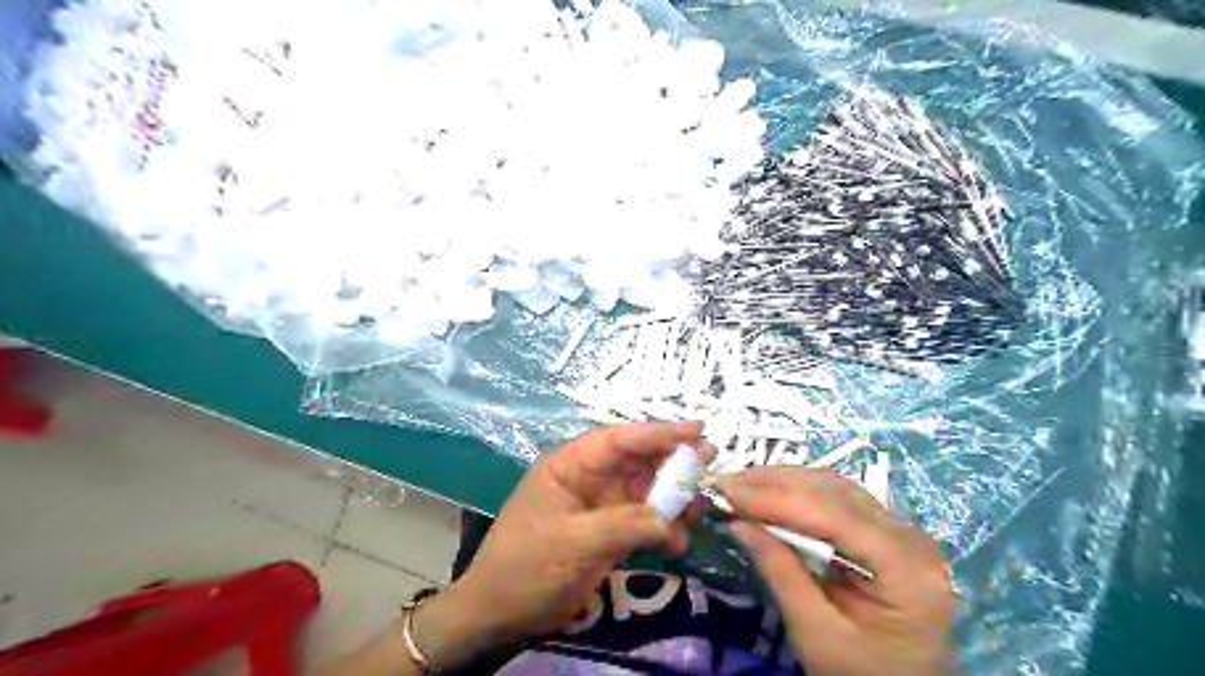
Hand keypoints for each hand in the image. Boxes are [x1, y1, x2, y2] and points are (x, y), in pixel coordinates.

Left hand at [427, 424, 702, 661]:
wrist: (500, 613)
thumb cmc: (526, 566)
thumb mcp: (573, 542)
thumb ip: (623, 525)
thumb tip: (670, 518)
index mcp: (569, 467)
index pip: (617, 440)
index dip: (656, 433)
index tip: (694, 431)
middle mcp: (587, 480)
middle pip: (635, 462)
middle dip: (671, 462)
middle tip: (710, 461)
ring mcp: (599, 507)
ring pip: (643, 491)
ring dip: (672, 498)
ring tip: (702, 507)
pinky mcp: (607, 533)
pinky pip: (642, 522)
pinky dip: (662, 529)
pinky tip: (679, 542)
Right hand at [718, 467, 954, 675]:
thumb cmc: (861, 674)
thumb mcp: (816, 633)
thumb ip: (780, 572)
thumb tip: (737, 524)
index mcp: (907, 570)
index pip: (835, 516)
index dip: (778, 498)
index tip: (729, 490)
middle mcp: (911, 538)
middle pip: (836, 492)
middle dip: (775, 483)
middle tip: (726, 482)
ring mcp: (902, 530)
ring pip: (836, 487)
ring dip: (784, 481)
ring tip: (741, 483)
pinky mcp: (886, 529)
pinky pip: (838, 498)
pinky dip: (798, 492)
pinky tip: (769, 492)